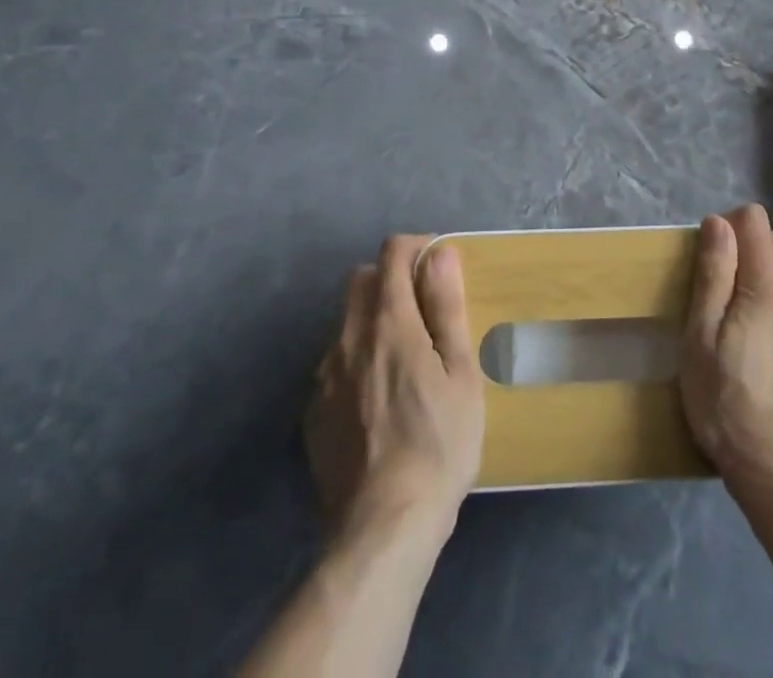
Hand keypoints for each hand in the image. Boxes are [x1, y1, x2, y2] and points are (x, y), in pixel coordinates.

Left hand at [305, 236, 484, 541]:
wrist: (384, 526)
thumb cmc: (439, 442)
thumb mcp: (460, 371)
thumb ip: (446, 306)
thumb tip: (440, 253)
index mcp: (388, 321)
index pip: (392, 253)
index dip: (417, 247)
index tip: (438, 264)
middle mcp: (348, 337)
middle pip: (361, 280)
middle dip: (390, 278)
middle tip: (422, 309)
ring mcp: (324, 375)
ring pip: (345, 322)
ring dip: (371, 320)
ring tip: (402, 359)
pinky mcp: (312, 412)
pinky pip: (334, 364)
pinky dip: (356, 361)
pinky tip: (378, 400)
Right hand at [680, 205, 772, 500]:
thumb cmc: (728, 406)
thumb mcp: (701, 339)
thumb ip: (713, 275)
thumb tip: (719, 222)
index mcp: (767, 287)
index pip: (755, 221)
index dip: (731, 227)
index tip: (714, 257)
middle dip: (752, 253)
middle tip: (727, 297)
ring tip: (753, 335)